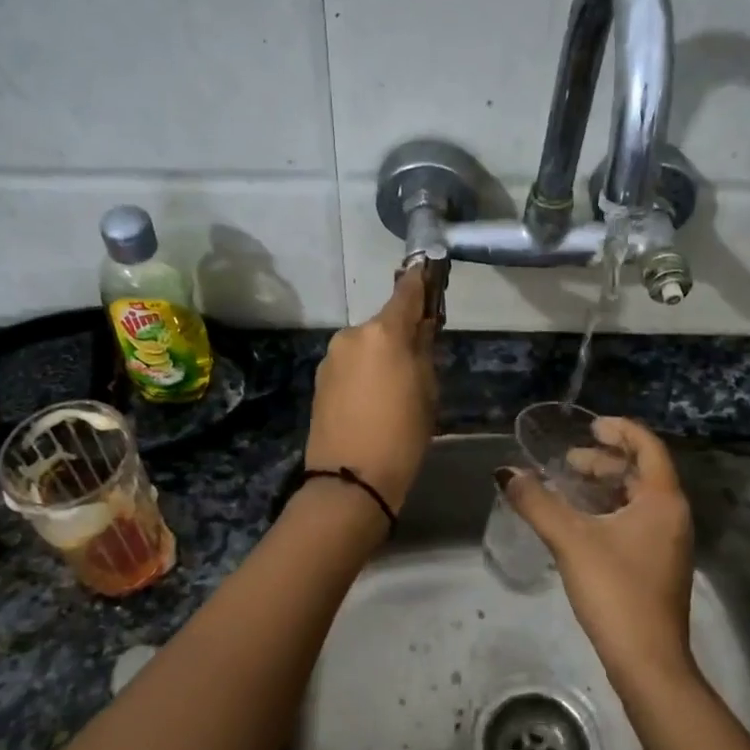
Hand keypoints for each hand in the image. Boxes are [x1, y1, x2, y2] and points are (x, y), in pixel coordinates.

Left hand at [304, 264, 438, 511]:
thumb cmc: (401, 435)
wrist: (349, 480)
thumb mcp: (426, 391)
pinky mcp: (320, 379)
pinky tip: (373, 399)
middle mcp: (353, 335)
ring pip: (366, 344)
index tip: (428, 269)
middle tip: (420, 358)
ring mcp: (332, 357)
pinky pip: (351, 363)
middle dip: (401, 333)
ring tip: (395, 388)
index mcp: (383, 332)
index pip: (406, 292)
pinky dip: (365, 370)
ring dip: (381, 354)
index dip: (420, 280)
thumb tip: (421, 328)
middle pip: (384, 322)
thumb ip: (423, 351)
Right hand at [499, 418, 695, 682]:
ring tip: (569, 485)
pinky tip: (579, 521)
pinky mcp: (657, 565)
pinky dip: (609, 509)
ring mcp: (668, 543)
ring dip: (605, 486)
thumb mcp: (570, 541)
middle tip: (568, 461)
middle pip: (642, 472)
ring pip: (637, 498)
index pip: (648, 447)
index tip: (589, 425)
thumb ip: (537, 503)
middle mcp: (672, 516)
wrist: (647, 662)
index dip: (620, 430)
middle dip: (605, 460)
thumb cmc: (615, 591)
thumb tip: (505, 473)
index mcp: (663, 501)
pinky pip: (635, 520)